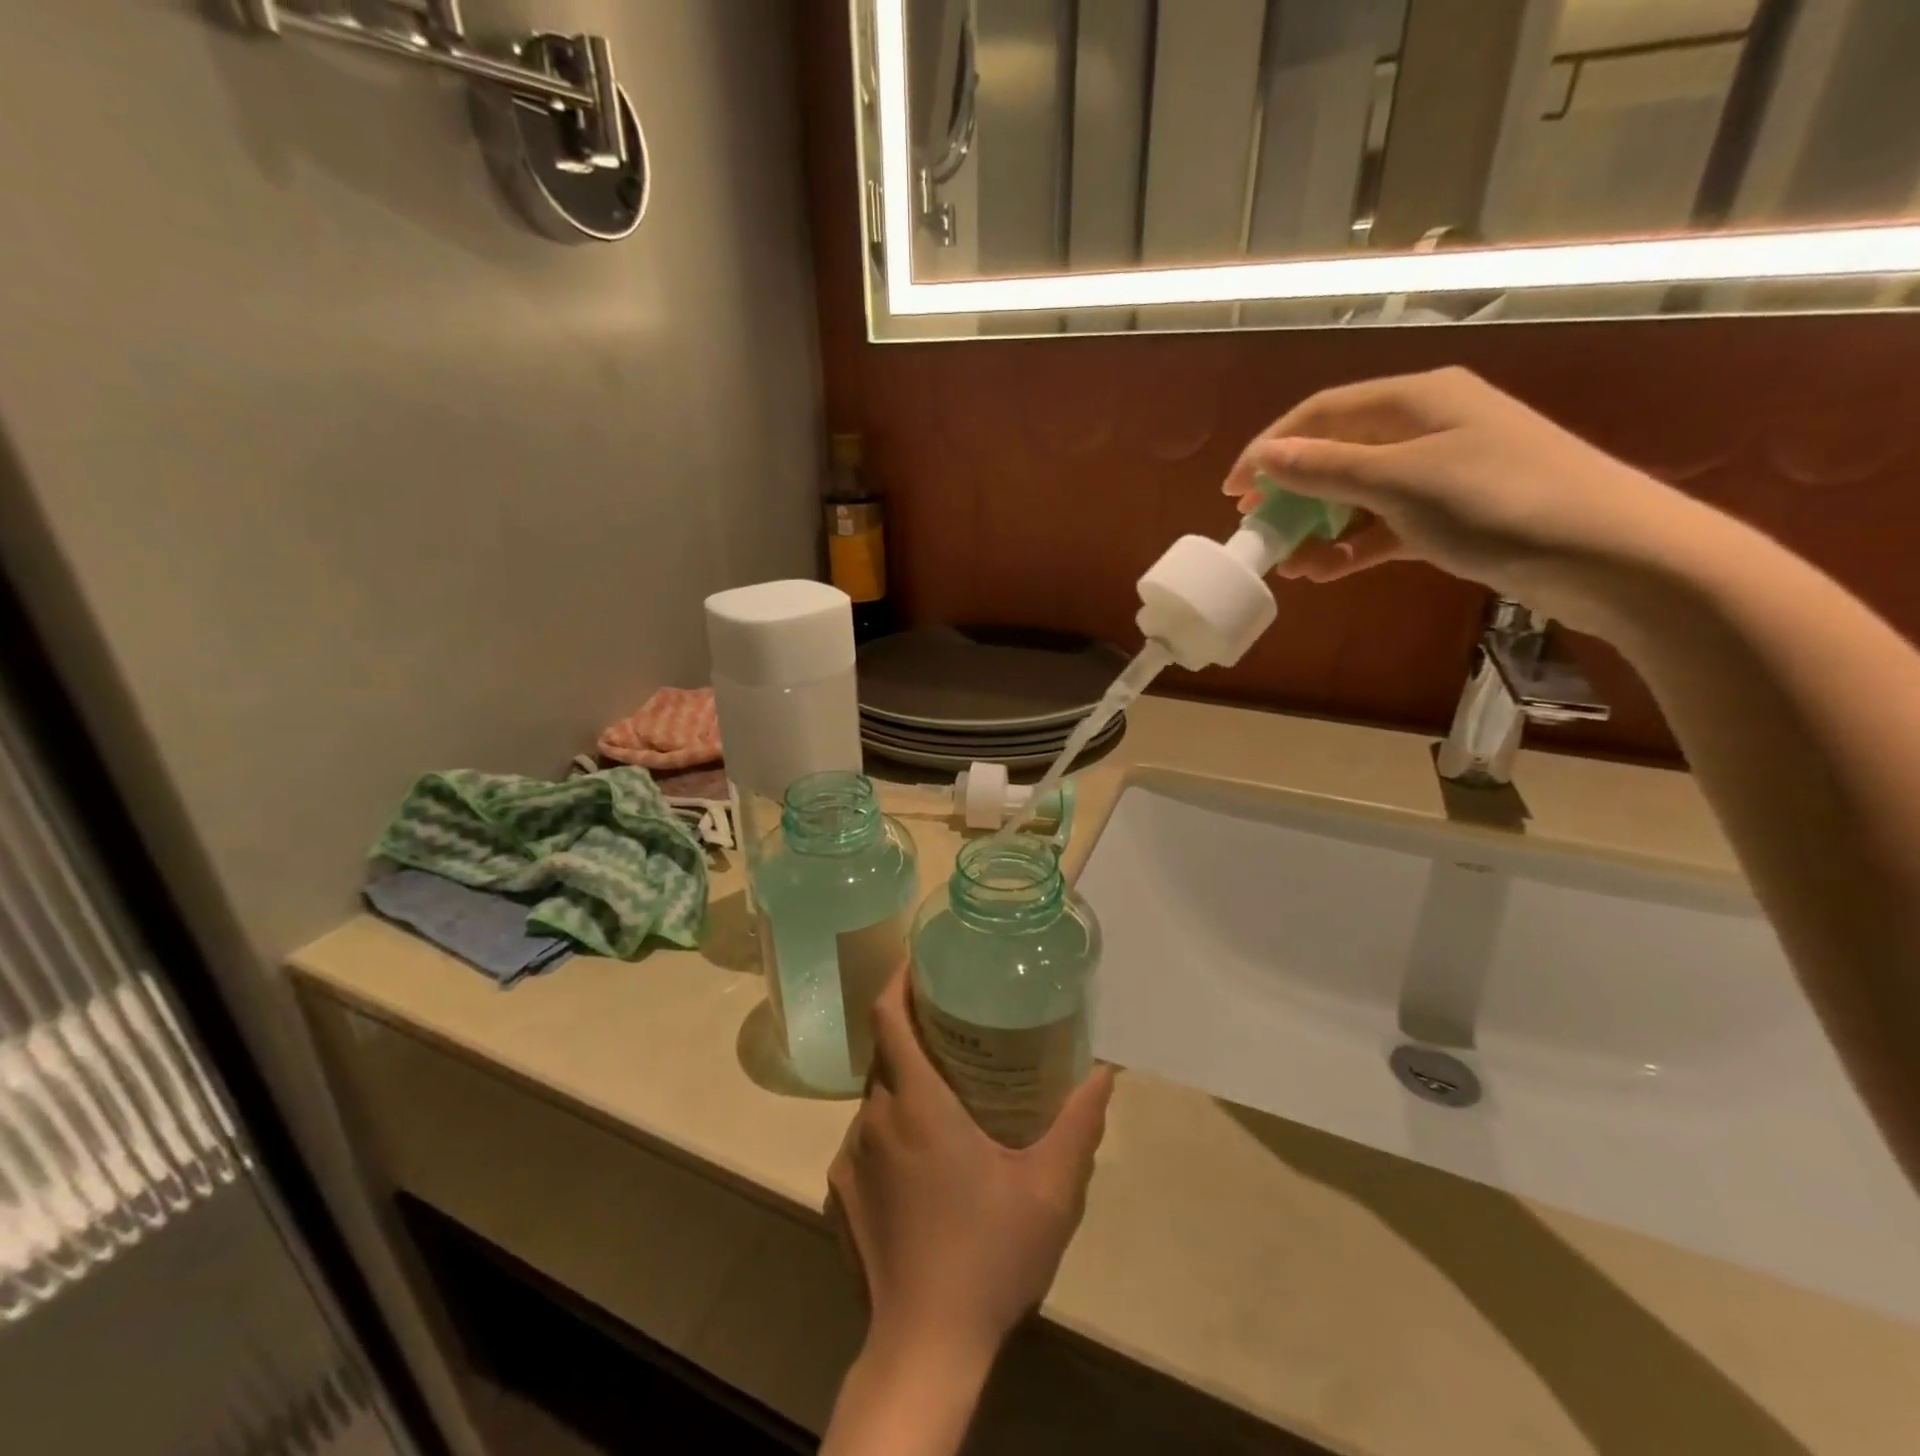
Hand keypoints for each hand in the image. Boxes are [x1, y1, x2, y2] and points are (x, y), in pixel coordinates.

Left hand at [828, 971, 1114, 1367]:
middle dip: (913, 1031)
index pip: (887, 1017)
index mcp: (916, 1104)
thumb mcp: (1051, 1190)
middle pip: (884, 1052)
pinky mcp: (838, 1193)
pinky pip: (865, 1138)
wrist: (924, 1349)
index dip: (898, 981)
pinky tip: (924, 1163)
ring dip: (905, 1084)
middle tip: (955, 1027)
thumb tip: (1104, 1072)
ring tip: (947, 1095)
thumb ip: (1078, 1124)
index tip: (921, 965)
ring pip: (875, 1096)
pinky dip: (891, 1129)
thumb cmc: (989, 1256)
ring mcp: (848, 1158)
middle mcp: (873, 1119)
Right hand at [1223, 367, 1704, 630]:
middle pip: (1338, 451)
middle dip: (1292, 491)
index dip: (1271, 447)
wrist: (1609, 554)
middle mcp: (1428, 426)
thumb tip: (1265, 457)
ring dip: (1318, 526)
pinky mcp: (1453, 516)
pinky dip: (1352, 546)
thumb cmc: (1500, 502)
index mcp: (1418, 398)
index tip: (1232, 491)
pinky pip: (1385, 526)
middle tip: (1257, 527)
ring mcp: (1442, 472)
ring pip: (1359, 494)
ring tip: (1287, 564)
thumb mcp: (1402, 482)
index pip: (1323, 412)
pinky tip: (1326, 571)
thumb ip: (1327, 468)